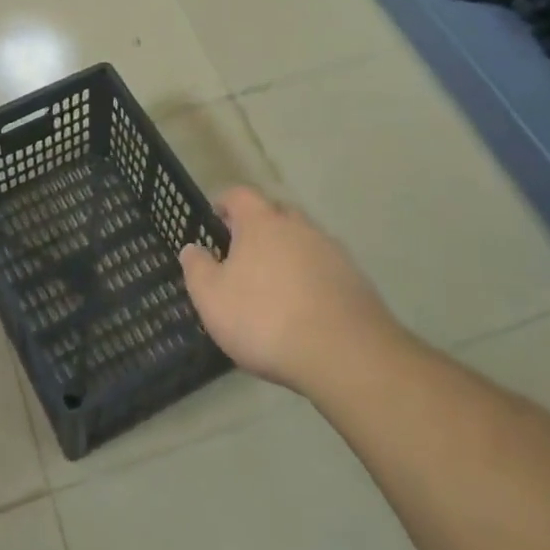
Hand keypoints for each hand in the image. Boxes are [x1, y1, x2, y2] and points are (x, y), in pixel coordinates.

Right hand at [180, 187, 400, 397]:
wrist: (344, 354)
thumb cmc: (264, 319)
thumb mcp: (212, 298)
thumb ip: (197, 268)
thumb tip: (192, 248)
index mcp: (261, 223)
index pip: (240, 195)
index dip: (225, 202)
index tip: (216, 217)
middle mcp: (299, 227)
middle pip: (276, 214)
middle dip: (259, 227)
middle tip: (243, 253)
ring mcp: (332, 252)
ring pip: (303, 241)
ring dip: (288, 254)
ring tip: (274, 285)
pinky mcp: (356, 280)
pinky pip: (325, 268)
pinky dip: (311, 278)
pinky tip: (304, 307)